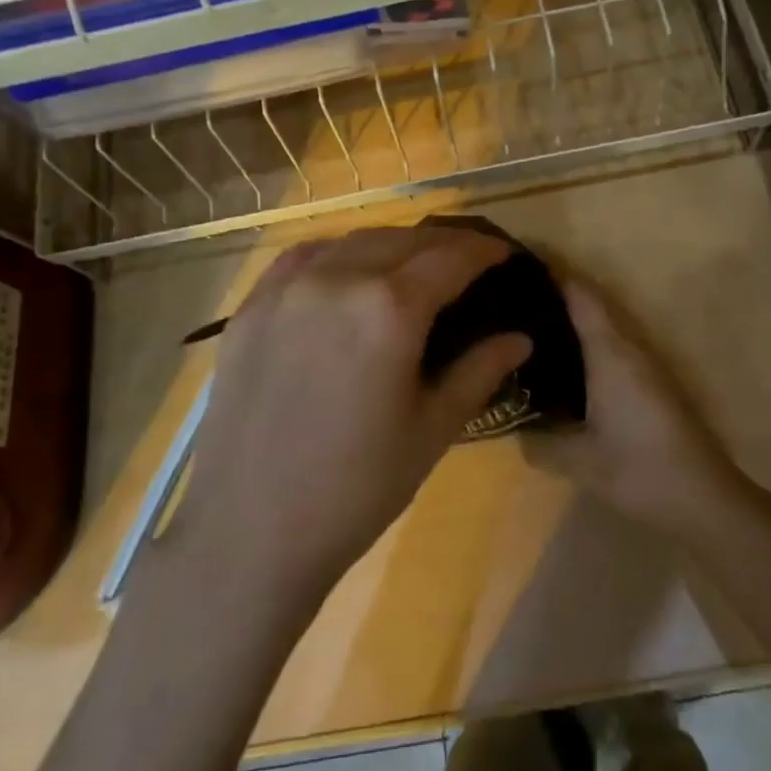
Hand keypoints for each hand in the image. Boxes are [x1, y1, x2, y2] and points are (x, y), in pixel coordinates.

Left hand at [179, 226, 532, 601]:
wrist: (249, 530)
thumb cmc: (357, 488)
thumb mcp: (432, 430)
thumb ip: (479, 372)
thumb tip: (520, 338)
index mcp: (389, 309)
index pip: (450, 258)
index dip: (483, 251)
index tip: (503, 253)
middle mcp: (337, 279)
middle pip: (402, 239)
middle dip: (441, 243)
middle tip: (465, 260)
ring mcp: (286, 289)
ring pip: (351, 242)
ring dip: (391, 245)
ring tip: (411, 264)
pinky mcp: (250, 308)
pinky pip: (301, 259)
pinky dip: (336, 254)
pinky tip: (345, 272)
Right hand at [523, 276, 755, 542]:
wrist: (706, 499)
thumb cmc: (642, 470)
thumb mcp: (580, 462)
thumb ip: (540, 443)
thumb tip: (514, 431)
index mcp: (610, 353)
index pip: (580, 295)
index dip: (551, 271)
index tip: (516, 260)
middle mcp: (629, 348)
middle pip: (590, 303)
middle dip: (553, 292)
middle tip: (508, 294)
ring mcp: (644, 364)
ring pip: (601, 325)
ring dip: (569, 317)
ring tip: (526, 323)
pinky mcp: (650, 383)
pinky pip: (609, 346)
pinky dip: (582, 341)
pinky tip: (560, 363)